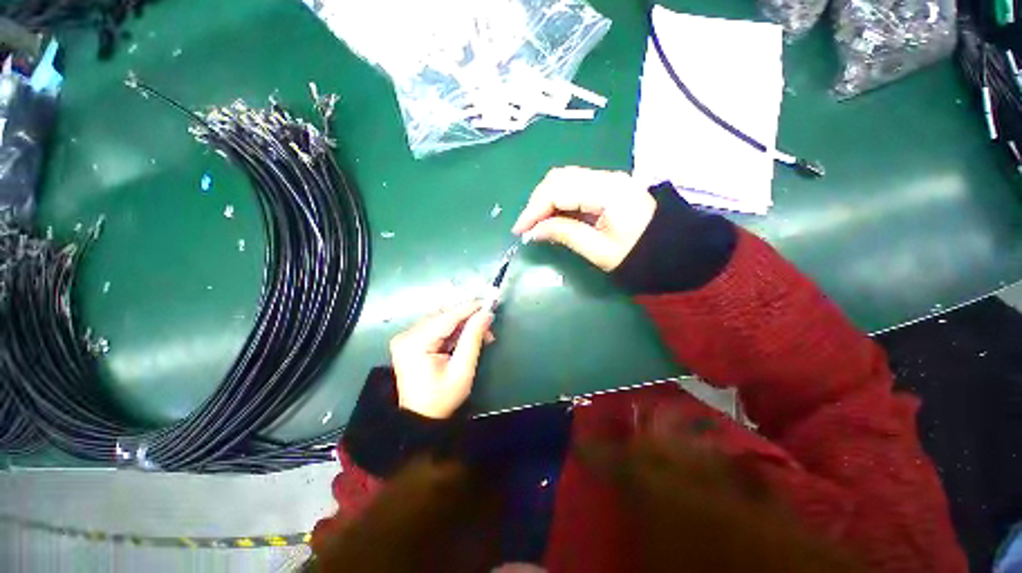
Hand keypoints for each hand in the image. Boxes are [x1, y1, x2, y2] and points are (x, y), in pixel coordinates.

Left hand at [390, 301, 493, 418]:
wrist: (421, 418)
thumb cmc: (442, 398)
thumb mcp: (462, 369)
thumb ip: (473, 338)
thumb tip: (486, 314)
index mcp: (415, 344)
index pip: (446, 318)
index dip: (469, 308)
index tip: (488, 302)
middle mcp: (406, 335)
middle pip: (443, 316)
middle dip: (467, 318)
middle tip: (488, 326)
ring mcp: (406, 337)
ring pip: (440, 319)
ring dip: (462, 324)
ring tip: (481, 334)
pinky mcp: (409, 341)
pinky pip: (435, 326)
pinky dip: (452, 329)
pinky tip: (466, 337)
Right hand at [512, 166, 655, 270]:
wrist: (675, 248)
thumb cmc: (640, 255)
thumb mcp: (599, 251)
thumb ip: (565, 235)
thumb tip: (534, 231)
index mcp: (607, 192)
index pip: (558, 190)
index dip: (534, 209)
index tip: (519, 230)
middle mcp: (606, 177)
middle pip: (558, 178)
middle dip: (537, 202)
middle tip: (527, 227)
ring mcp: (607, 179)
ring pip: (564, 179)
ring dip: (545, 200)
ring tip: (536, 224)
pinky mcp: (607, 186)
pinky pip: (574, 186)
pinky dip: (557, 200)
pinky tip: (552, 216)